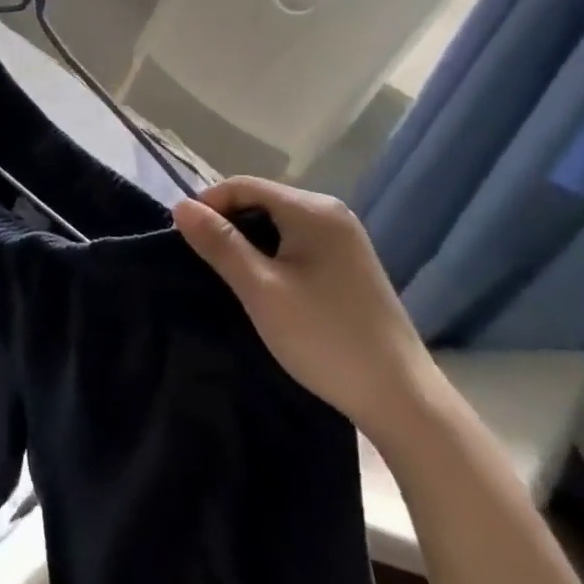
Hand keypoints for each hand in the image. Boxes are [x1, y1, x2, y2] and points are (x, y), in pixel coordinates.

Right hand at [173, 177, 441, 445]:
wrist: (402, 398)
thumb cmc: (325, 338)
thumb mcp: (261, 290)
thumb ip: (220, 244)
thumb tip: (181, 205)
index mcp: (312, 208)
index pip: (243, 185)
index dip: (209, 205)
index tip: (186, 239)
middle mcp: (331, 211)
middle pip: (262, 200)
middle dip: (229, 223)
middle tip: (205, 261)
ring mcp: (345, 238)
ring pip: (280, 222)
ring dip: (250, 241)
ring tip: (231, 275)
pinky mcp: (350, 263)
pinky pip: (298, 241)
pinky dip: (274, 253)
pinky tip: (267, 285)